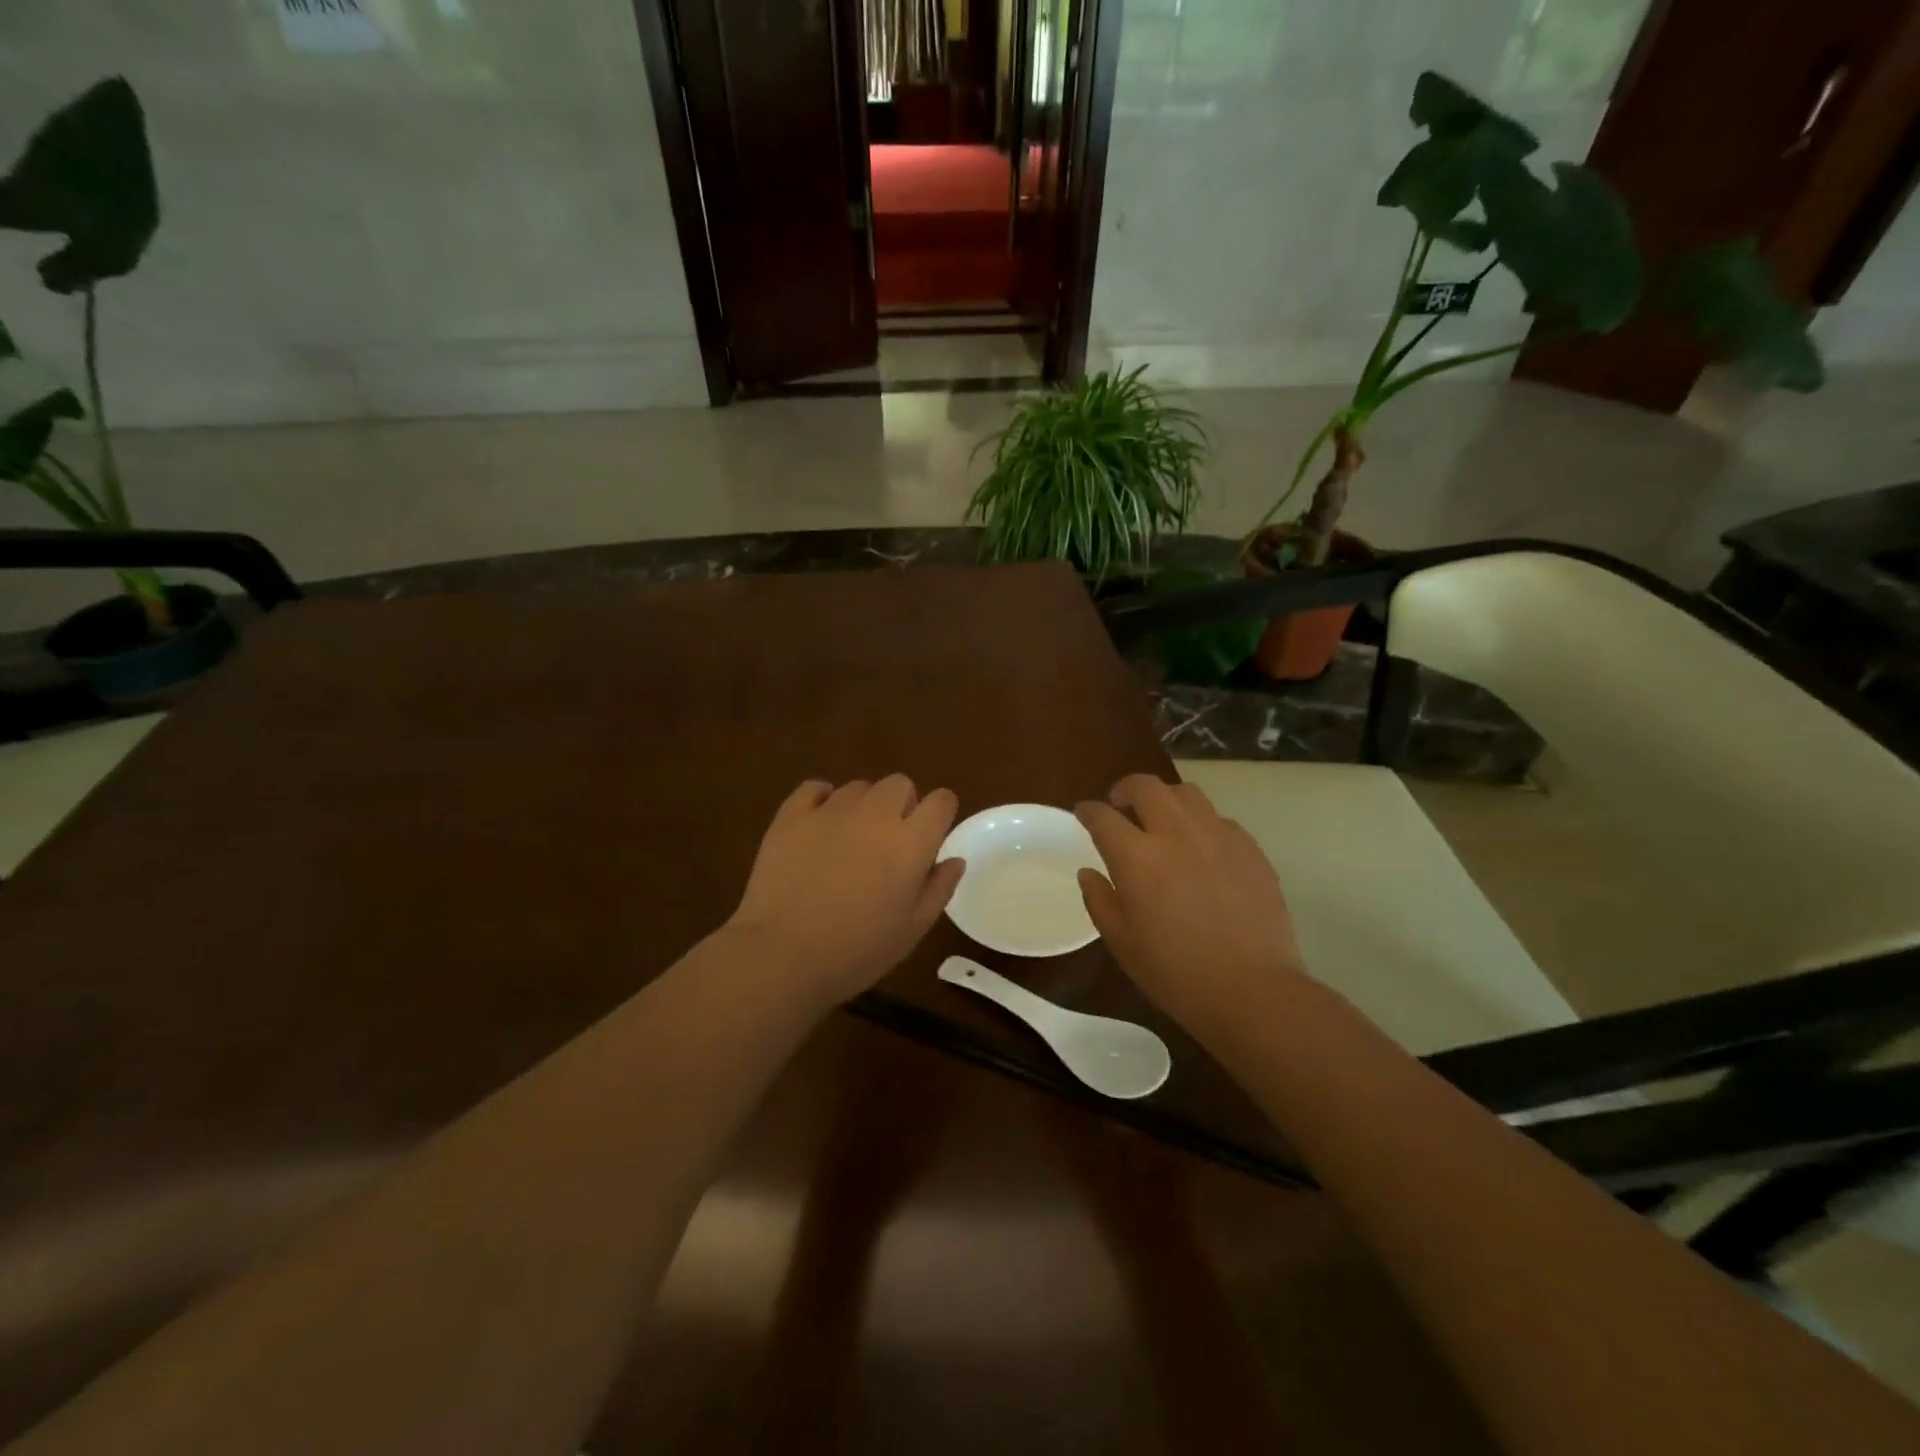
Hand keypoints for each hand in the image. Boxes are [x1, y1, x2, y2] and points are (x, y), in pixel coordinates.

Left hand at [727, 776, 964, 1004]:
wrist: (783, 955)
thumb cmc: (858, 950)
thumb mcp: (912, 929)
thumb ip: (938, 888)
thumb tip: (954, 860)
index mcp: (911, 841)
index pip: (941, 801)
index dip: (941, 813)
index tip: (932, 833)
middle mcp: (875, 814)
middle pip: (900, 784)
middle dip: (902, 804)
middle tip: (889, 841)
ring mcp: (831, 810)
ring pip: (859, 787)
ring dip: (863, 806)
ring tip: (850, 839)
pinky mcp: (792, 815)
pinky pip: (814, 788)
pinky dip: (821, 800)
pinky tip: (819, 825)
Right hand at [1075, 774, 1305, 1034]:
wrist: (1253, 990)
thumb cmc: (1176, 973)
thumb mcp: (1122, 943)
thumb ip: (1100, 900)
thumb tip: (1089, 872)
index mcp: (1137, 857)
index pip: (1103, 816)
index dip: (1088, 811)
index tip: (1084, 814)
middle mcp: (1176, 833)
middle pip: (1146, 786)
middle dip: (1126, 788)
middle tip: (1120, 804)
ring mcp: (1218, 836)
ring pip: (1187, 794)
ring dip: (1166, 799)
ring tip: (1162, 818)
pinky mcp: (1250, 848)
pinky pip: (1219, 820)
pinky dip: (1201, 824)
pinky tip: (1201, 848)